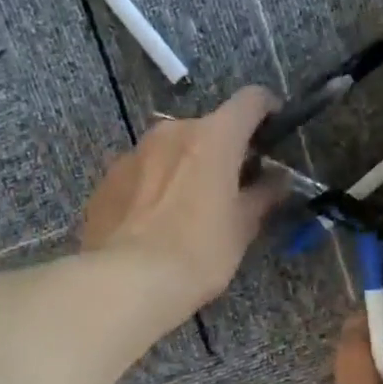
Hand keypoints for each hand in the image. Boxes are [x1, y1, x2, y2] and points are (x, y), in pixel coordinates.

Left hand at [80, 87, 284, 316]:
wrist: (126, 282)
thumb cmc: (197, 254)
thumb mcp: (240, 230)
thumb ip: (261, 197)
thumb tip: (276, 181)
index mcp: (213, 137)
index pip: (250, 101)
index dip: (267, 111)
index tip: (273, 132)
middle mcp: (170, 132)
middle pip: (205, 129)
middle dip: (220, 152)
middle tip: (228, 188)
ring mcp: (132, 153)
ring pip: (168, 151)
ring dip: (182, 169)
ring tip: (184, 210)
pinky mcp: (106, 181)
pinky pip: (139, 175)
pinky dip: (152, 188)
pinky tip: (152, 224)